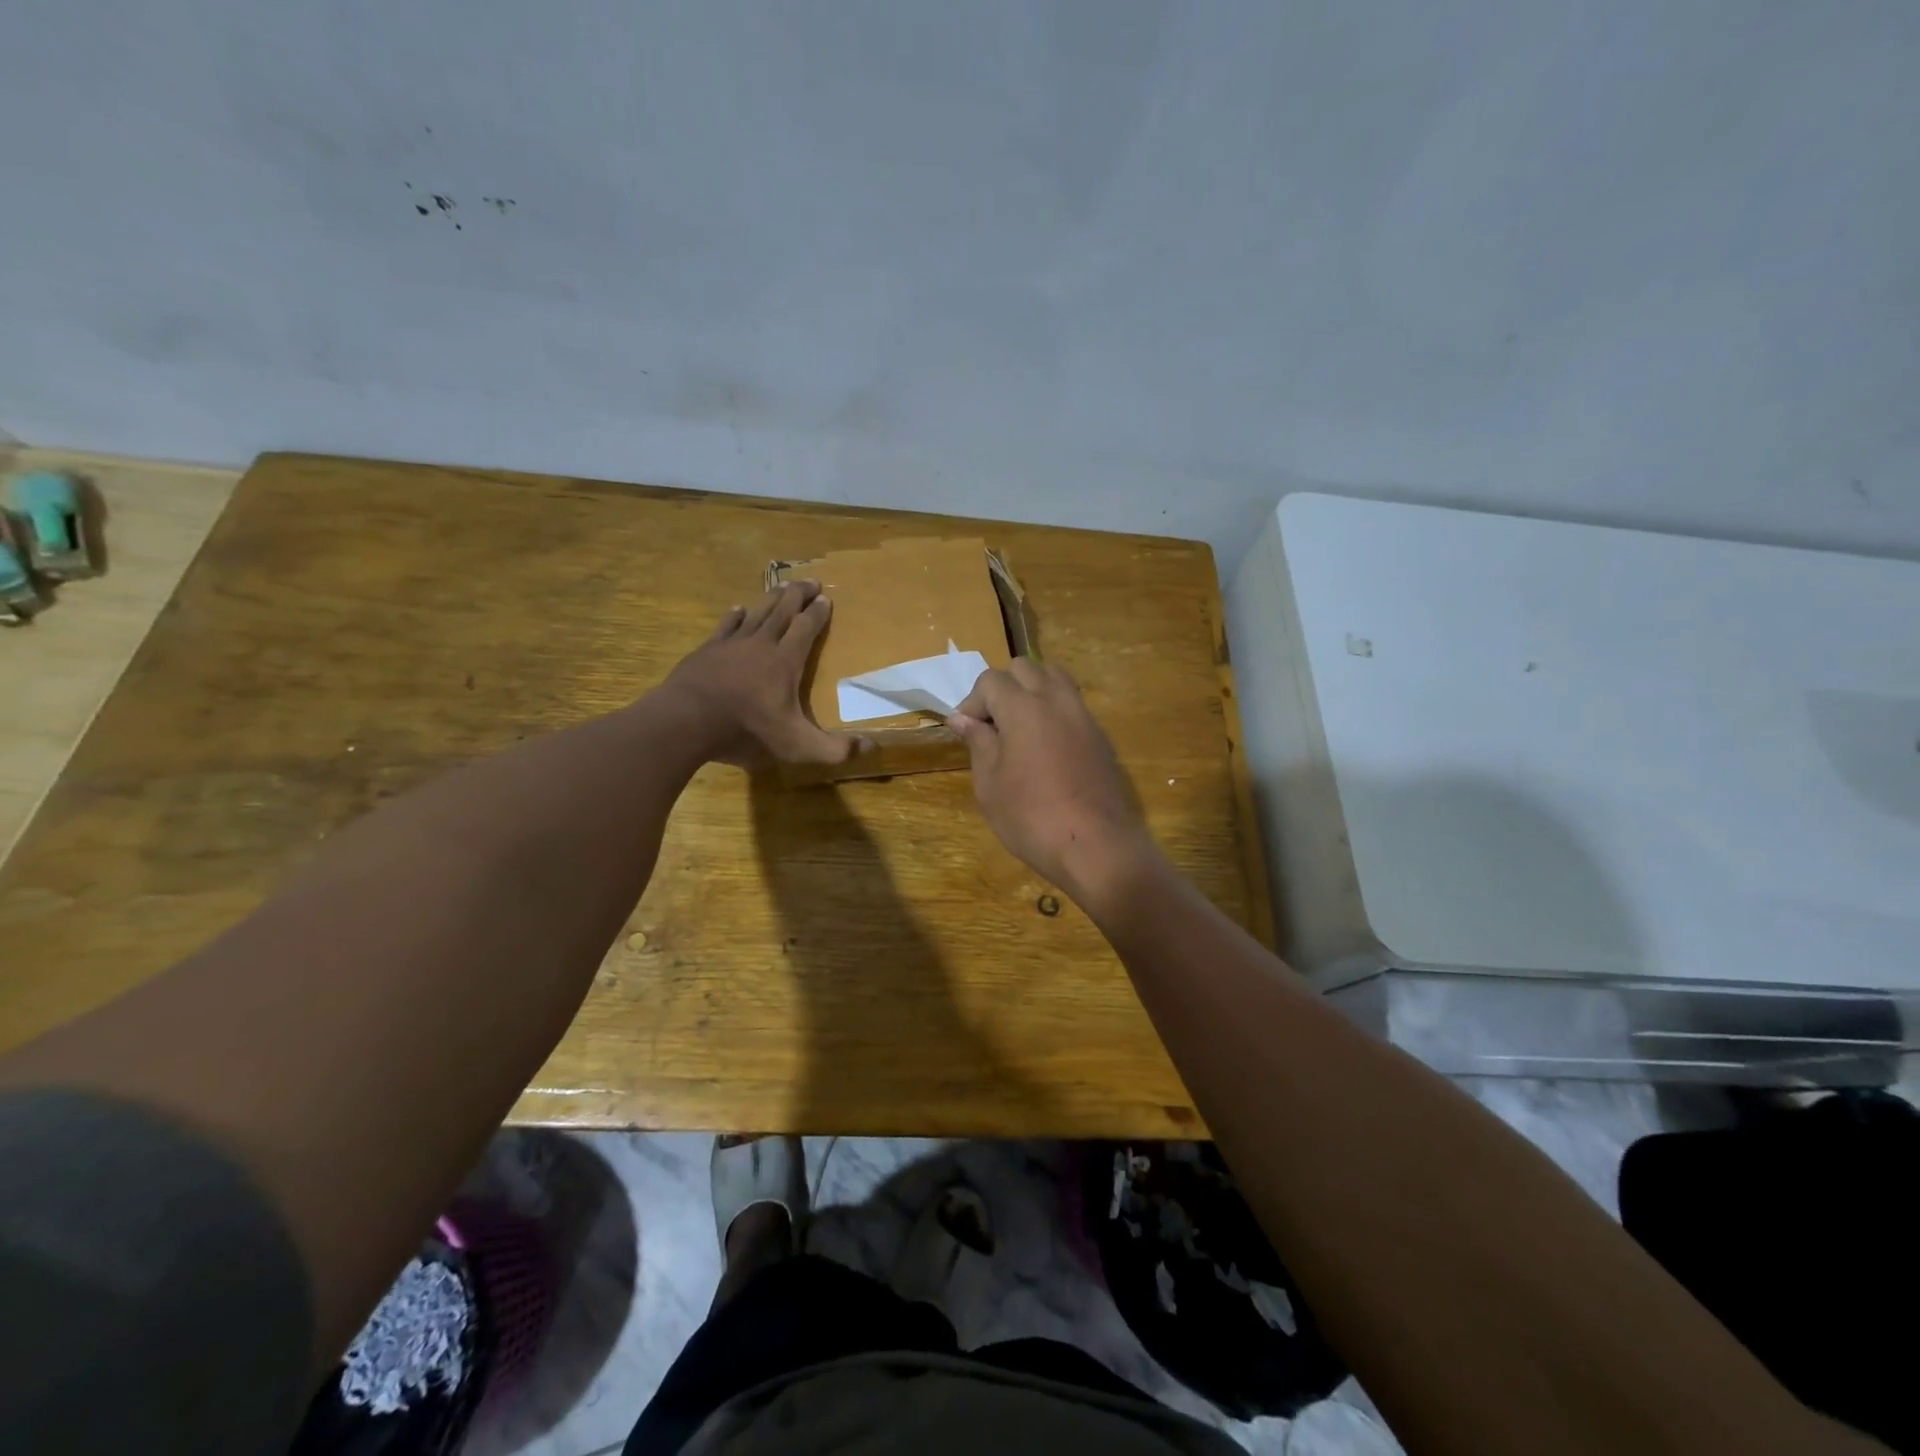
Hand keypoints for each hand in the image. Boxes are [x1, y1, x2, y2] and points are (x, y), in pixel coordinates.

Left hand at [662, 582, 866, 768]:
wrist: (686, 721)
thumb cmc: (746, 730)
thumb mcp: (797, 746)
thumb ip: (834, 749)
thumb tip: (872, 746)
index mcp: (786, 662)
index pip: (807, 628)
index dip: (818, 613)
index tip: (826, 599)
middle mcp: (761, 645)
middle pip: (783, 611)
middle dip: (799, 595)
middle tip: (811, 581)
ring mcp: (731, 645)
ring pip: (756, 613)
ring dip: (771, 599)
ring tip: (782, 587)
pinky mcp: (707, 651)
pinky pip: (726, 626)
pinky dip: (736, 616)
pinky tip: (738, 609)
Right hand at [949, 660, 1158, 906]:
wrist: (1096, 846)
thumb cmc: (1031, 817)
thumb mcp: (990, 784)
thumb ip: (978, 743)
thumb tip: (962, 718)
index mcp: (1023, 707)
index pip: (991, 680)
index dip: (973, 702)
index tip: (967, 732)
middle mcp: (1056, 700)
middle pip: (1024, 668)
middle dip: (1002, 688)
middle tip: (992, 726)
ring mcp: (1083, 716)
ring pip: (1054, 678)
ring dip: (1031, 691)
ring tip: (1019, 728)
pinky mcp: (1100, 736)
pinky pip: (1072, 703)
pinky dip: (1053, 709)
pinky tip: (1045, 747)